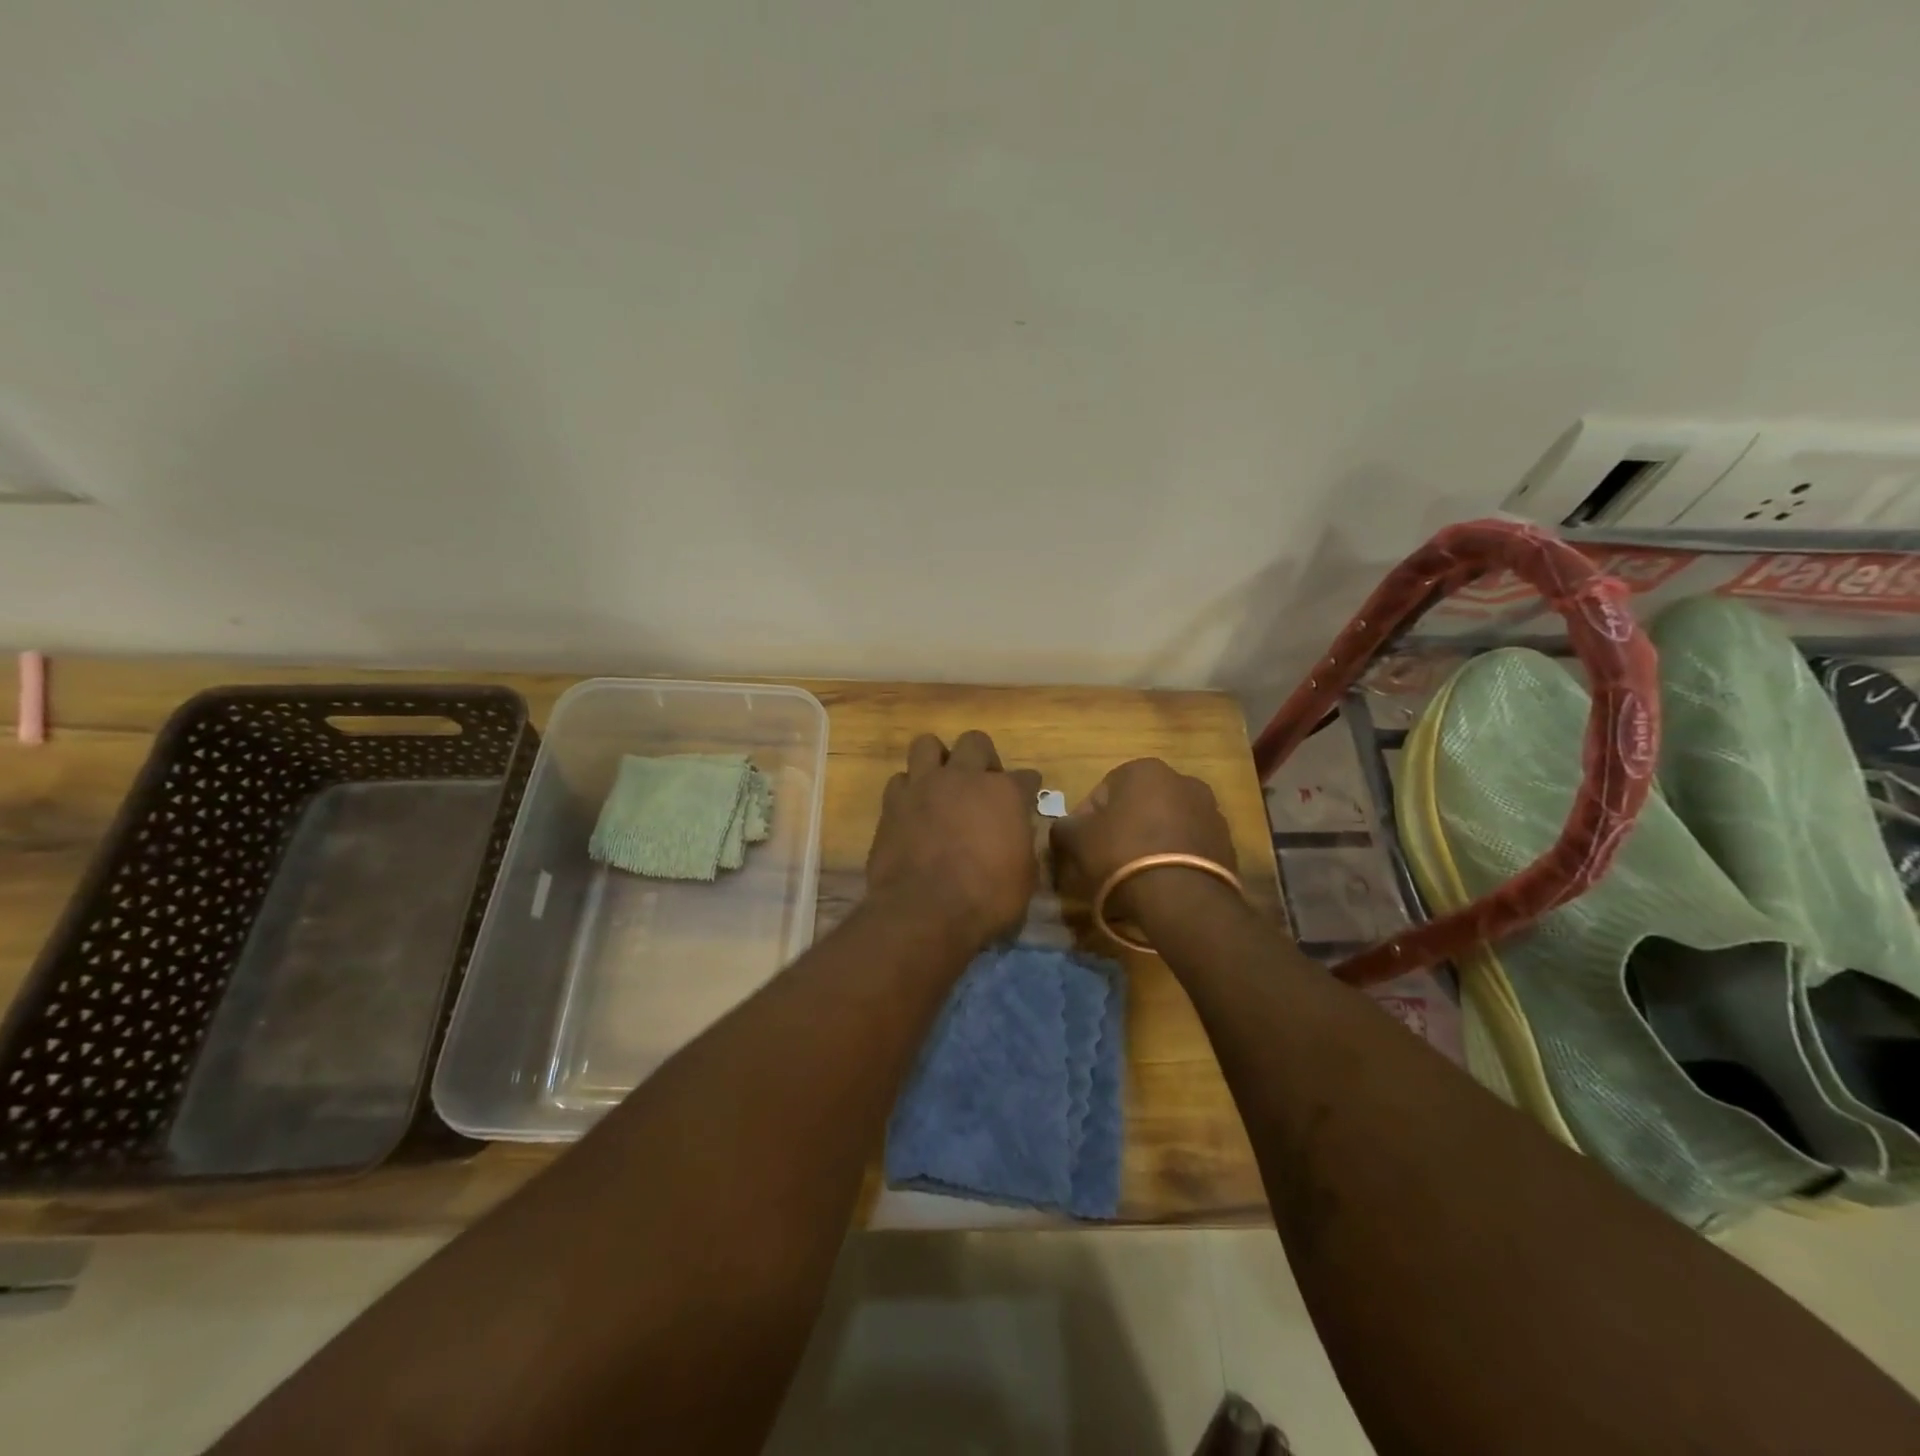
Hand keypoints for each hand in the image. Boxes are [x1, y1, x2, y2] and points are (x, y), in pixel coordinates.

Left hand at [867, 731, 1042, 948]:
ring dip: (937, 759)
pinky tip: (913, 808)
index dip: (1028, 788)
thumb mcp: (1024, 879)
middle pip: (975, 742)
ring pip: (927, 745)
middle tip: (982, 784)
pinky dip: (908, 790)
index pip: (1026, 777)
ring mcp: (924, 786)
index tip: (1026, 797)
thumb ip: (1020, 845)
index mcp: (1005, 793)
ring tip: (941, 784)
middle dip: (982, 758)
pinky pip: (900, 780)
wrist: (923, 911)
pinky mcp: (892, 803)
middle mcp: (964, 778)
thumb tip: (1015, 836)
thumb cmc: (986, 900)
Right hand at [1050, 758, 1236, 931]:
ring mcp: (1210, 811)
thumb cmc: (1122, 855)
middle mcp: (1182, 780)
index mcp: (1144, 770)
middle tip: (1107, 861)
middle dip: (1122, 828)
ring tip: (1136, 876)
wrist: (1182, 898)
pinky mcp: (1226, 842)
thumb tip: (1065, 827)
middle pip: (1137, 806)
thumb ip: (1065, 827)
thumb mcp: (1077, 840)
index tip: (1082, 848)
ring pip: (1166, 825)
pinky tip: (1162, 883)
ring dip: (1150, 842)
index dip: (1086, 821)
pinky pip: (1189, 846)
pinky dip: (1174, 858)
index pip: (1102, 792)